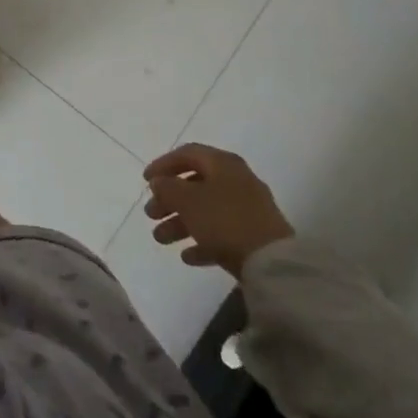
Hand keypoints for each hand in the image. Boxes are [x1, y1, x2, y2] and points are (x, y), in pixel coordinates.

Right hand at [143, 143, 294, 275]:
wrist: (272, 263)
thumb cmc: (224, 220)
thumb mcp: (188, 200)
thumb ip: (168, 187)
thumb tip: (159, 182)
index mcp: (222, 163)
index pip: (187, 154)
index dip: (163, 164)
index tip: (145, 181)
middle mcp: (236, 180)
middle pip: (195, 184)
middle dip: (169, 200)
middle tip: (150, 214)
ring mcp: (248, 209)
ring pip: (206, 210)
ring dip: (180, 223)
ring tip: (160, 239)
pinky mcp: (254, 236)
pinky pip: (221, 233)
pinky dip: (202, 241)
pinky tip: (187, 257)